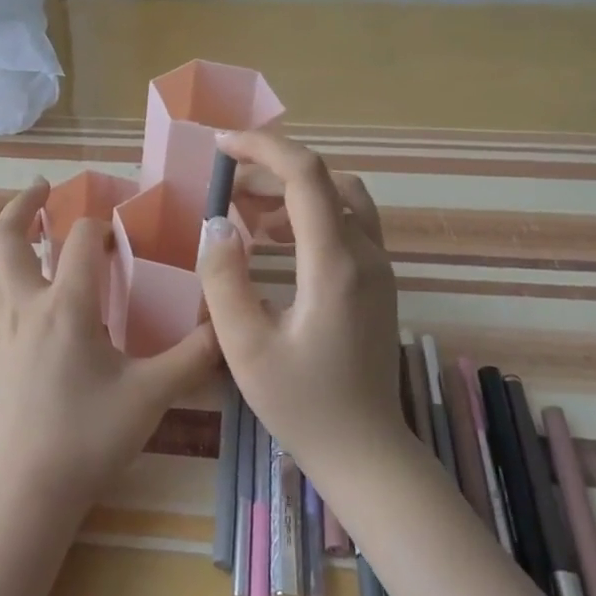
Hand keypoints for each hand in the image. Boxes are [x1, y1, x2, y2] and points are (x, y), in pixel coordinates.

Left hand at [0, 179, 220, 520]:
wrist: (25, 491)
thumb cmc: (89, 437)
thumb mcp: (151, 396)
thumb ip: (193, 358)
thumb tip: (228, 327)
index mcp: (67, 306)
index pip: (80, 240)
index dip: (100, 223)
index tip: (118, 221)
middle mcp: (26, 306)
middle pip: (9, 238)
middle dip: (23, 205)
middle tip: (43, 187)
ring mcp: (1, 331)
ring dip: (11, 240)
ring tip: (32, 230)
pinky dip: (10, 278)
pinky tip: (33, 298)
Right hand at [197, 129, 406, 477]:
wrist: (365, 451)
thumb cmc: (302, 403)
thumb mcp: (245, 346)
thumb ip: (224, 279)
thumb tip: (217, 223)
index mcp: (333, 263)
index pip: (306, 175)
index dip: (263, 148)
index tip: (221, 145)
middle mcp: (365, 254)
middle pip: (324, 180)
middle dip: (271, 170)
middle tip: (225, 186)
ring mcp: (378, 268)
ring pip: (341, 198)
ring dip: (293, 193)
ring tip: (246, 214)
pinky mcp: (377, 283)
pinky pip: (348, 225)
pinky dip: (310, 215)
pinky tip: (274, 243)